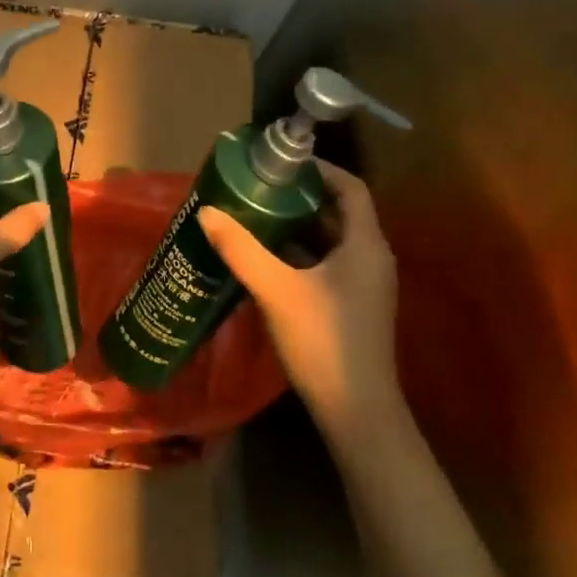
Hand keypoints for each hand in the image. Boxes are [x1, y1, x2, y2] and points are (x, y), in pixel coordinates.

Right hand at [198, 159, 401, 440]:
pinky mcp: (351, 305)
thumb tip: (206, 211)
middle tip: (259, 185)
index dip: (320, 169)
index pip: (350, 187)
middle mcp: (371, 258)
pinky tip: (265, 256)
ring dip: (297, 224)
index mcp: (365, 244)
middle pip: (339, 210)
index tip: (281, 162)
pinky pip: (326, 263)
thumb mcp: (276, 289)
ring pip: (331, 239)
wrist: (356, 413)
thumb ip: (240, 248)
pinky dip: (299, 252)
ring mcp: (364, 284)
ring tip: (256, 213)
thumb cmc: (323, 341)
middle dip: (300, 195)